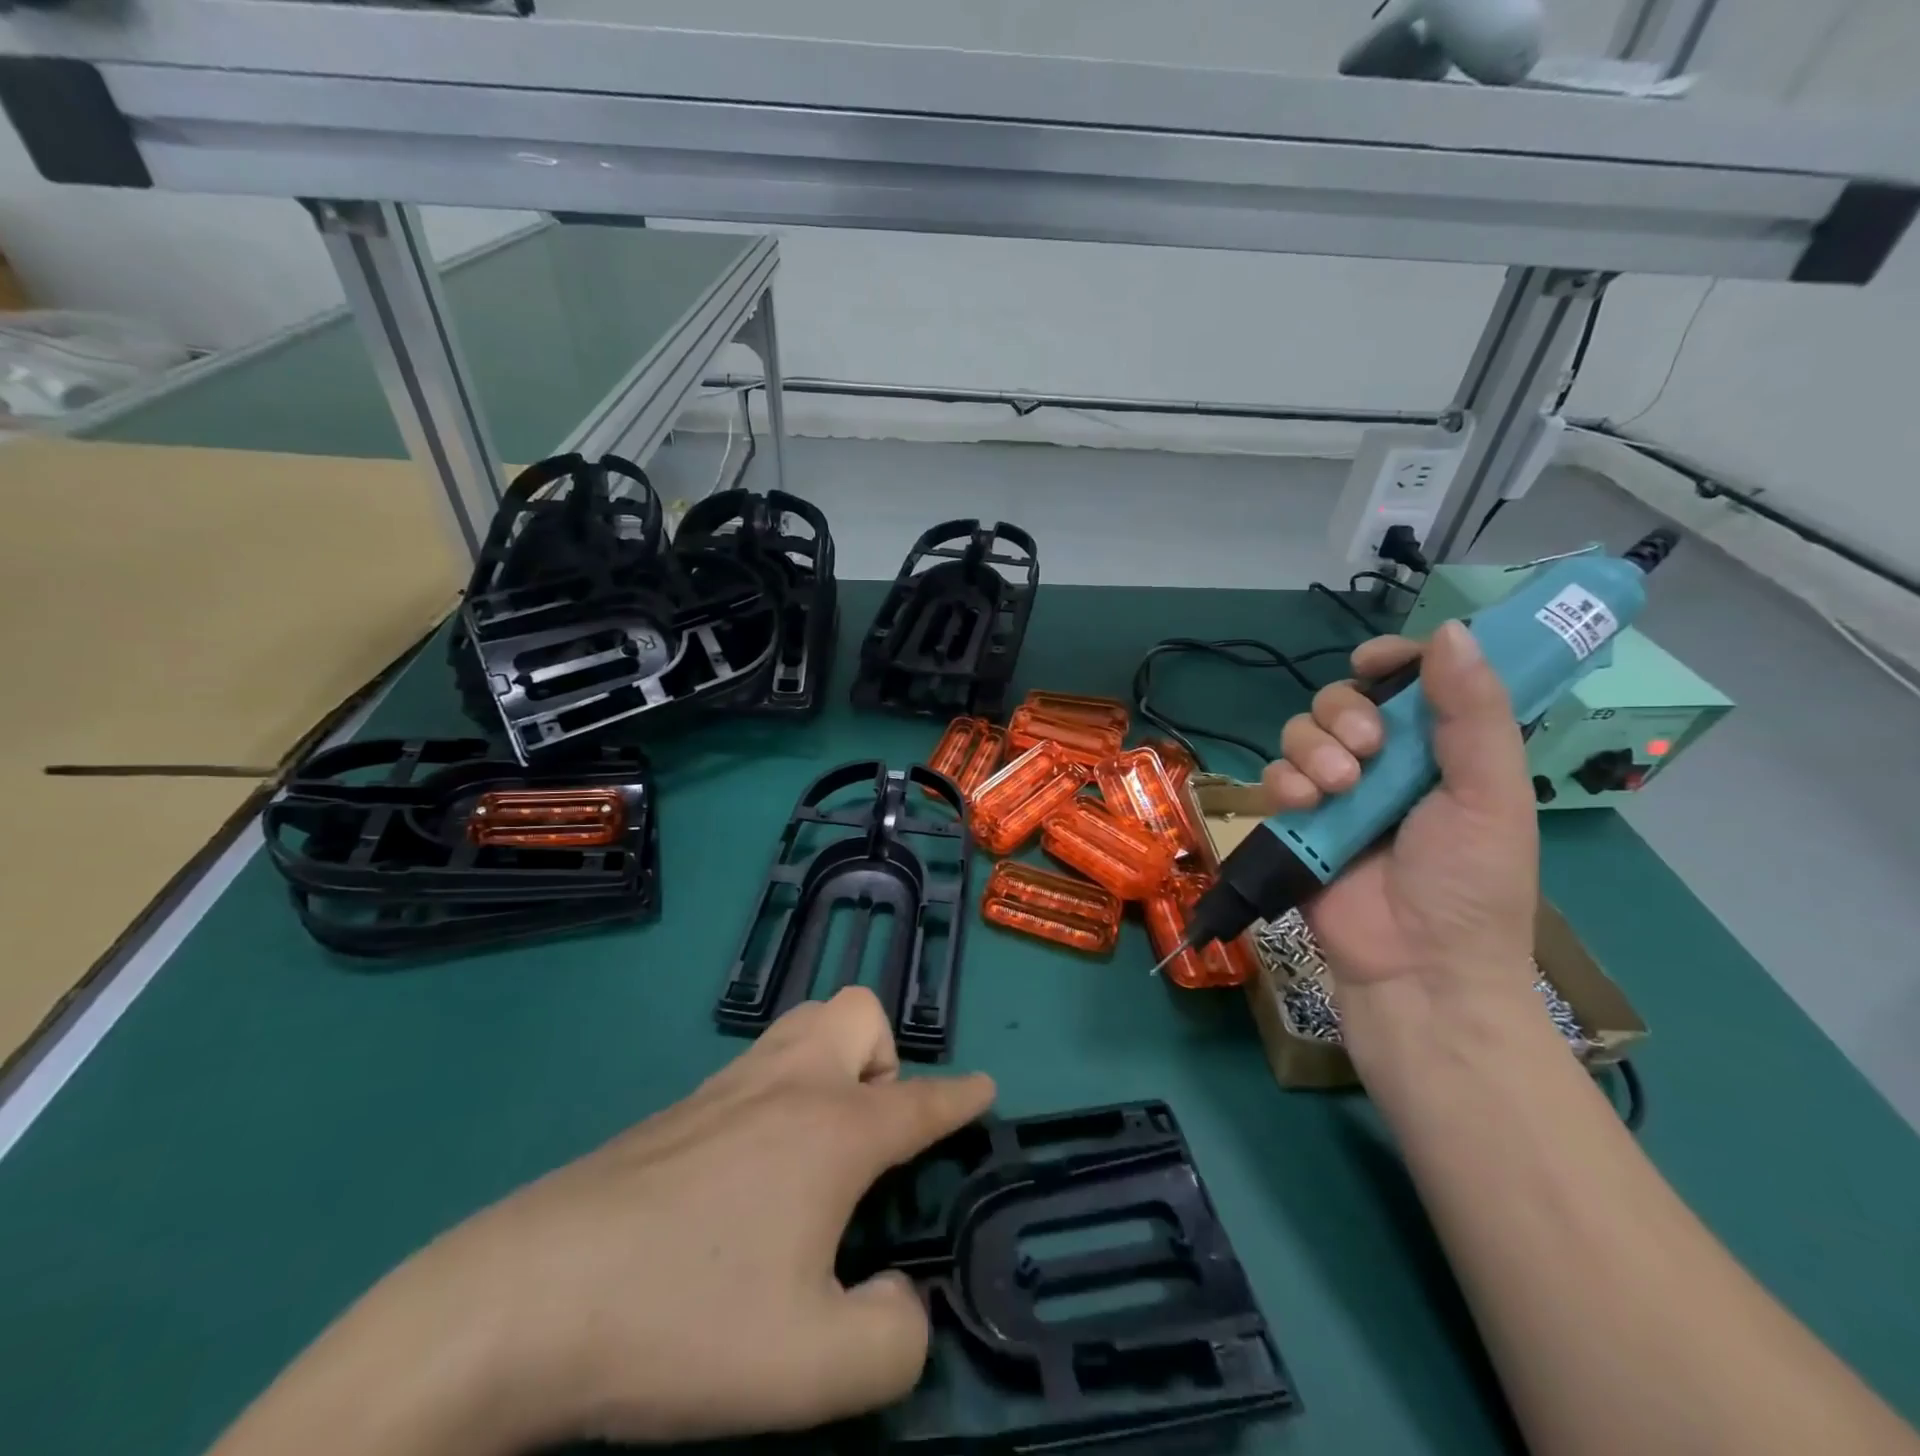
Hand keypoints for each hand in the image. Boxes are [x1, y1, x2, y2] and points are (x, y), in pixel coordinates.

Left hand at [212, 989, 994, 1455]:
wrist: (526, 1299)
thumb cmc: (685, 1321)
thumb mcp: (814, 1368)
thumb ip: (892, 1341)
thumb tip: (902, 1306)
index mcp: (834, 1128)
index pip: (920, 1100)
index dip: (960, 1098)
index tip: (983, 1090)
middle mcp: (789, 1085)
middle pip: (858, 1013)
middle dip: (882, 1061)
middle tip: (866, 1141)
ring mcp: (728, 1086)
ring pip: (805, 1022)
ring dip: (833, 1062)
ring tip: (818, 1145)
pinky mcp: (679, 1107)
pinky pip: (758, 1063)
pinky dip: (781, 1088)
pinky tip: (750, 1165)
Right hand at [1258, 622, 1537, 1007]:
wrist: (1417, 967)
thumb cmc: (1470, 884)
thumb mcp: (1491, 793)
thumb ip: (1474, 713)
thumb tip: (1451, 630)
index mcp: (1441, 751)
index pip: (1409, 682)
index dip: (1389, 662)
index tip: (1373, 664)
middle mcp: (1385, 764)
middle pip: (1341, 700)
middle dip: (1345, 716)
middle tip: (1367, 753)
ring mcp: (1335, 793)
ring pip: (1300, 733)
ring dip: (1313, 751)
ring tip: (1338, 789)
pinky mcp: (1296, 821)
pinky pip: (1273, 775)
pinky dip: (1284, 782)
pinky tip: (1305, 806)